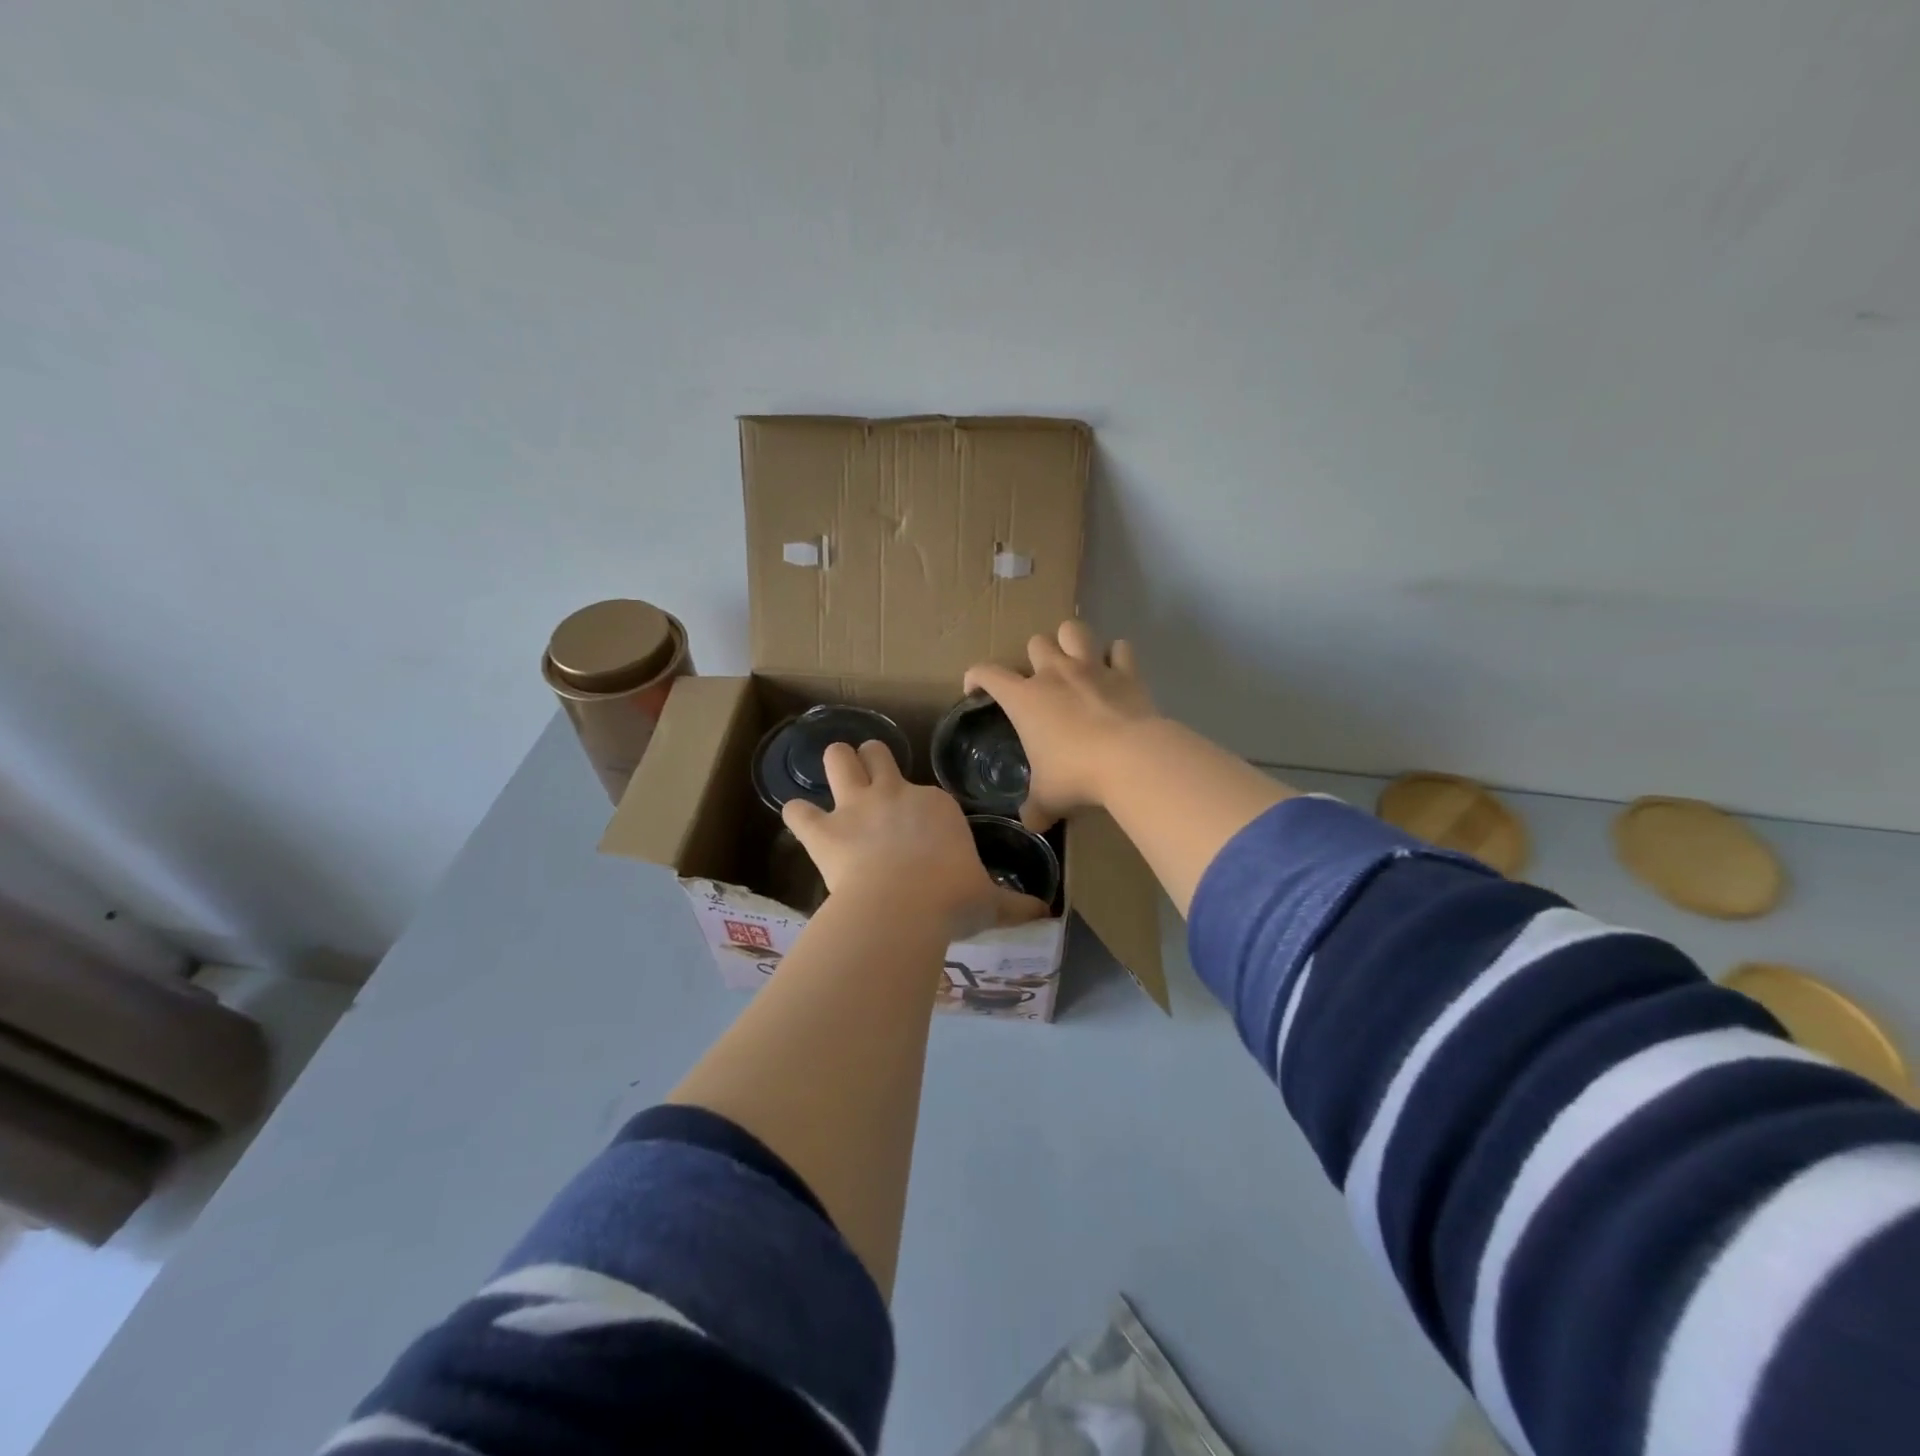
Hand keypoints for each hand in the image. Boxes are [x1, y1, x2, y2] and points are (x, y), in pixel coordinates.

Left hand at [782, 741, 1048, 940]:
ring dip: (836, 766)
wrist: (903, 907)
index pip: (926, 792)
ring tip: (837, 779)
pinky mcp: (823, 830)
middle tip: (871, 778)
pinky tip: (802, 823)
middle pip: (877, 754)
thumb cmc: (952, 899)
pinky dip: (799, 816)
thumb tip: (1046, 912)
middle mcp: (895, 793)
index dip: (919, 807)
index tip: (921, 828)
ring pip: (837, 759)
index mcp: (935, 805)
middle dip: (871, 760)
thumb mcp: (988, 901)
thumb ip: (1014, 904)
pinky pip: (798, 810)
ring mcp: (856, 807)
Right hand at [963, 621, 1160, 830]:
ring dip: (1071, 640)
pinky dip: (1117, 656)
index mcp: (1025, 698)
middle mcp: (1054, 673)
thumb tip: (1031, 822)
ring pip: (1073, 630)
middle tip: (1040, 681)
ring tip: (1074, 659)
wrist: (1130, 759)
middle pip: (1035, 642)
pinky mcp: (1126, 673)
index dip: (975, 676)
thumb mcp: (1047, 798)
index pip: (987, 673)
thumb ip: (1035, 808)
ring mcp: (1092, 668)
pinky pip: (1120, 649)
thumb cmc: (1076, 775)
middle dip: (1034, 657)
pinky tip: (1116, 670)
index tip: (975, 690)